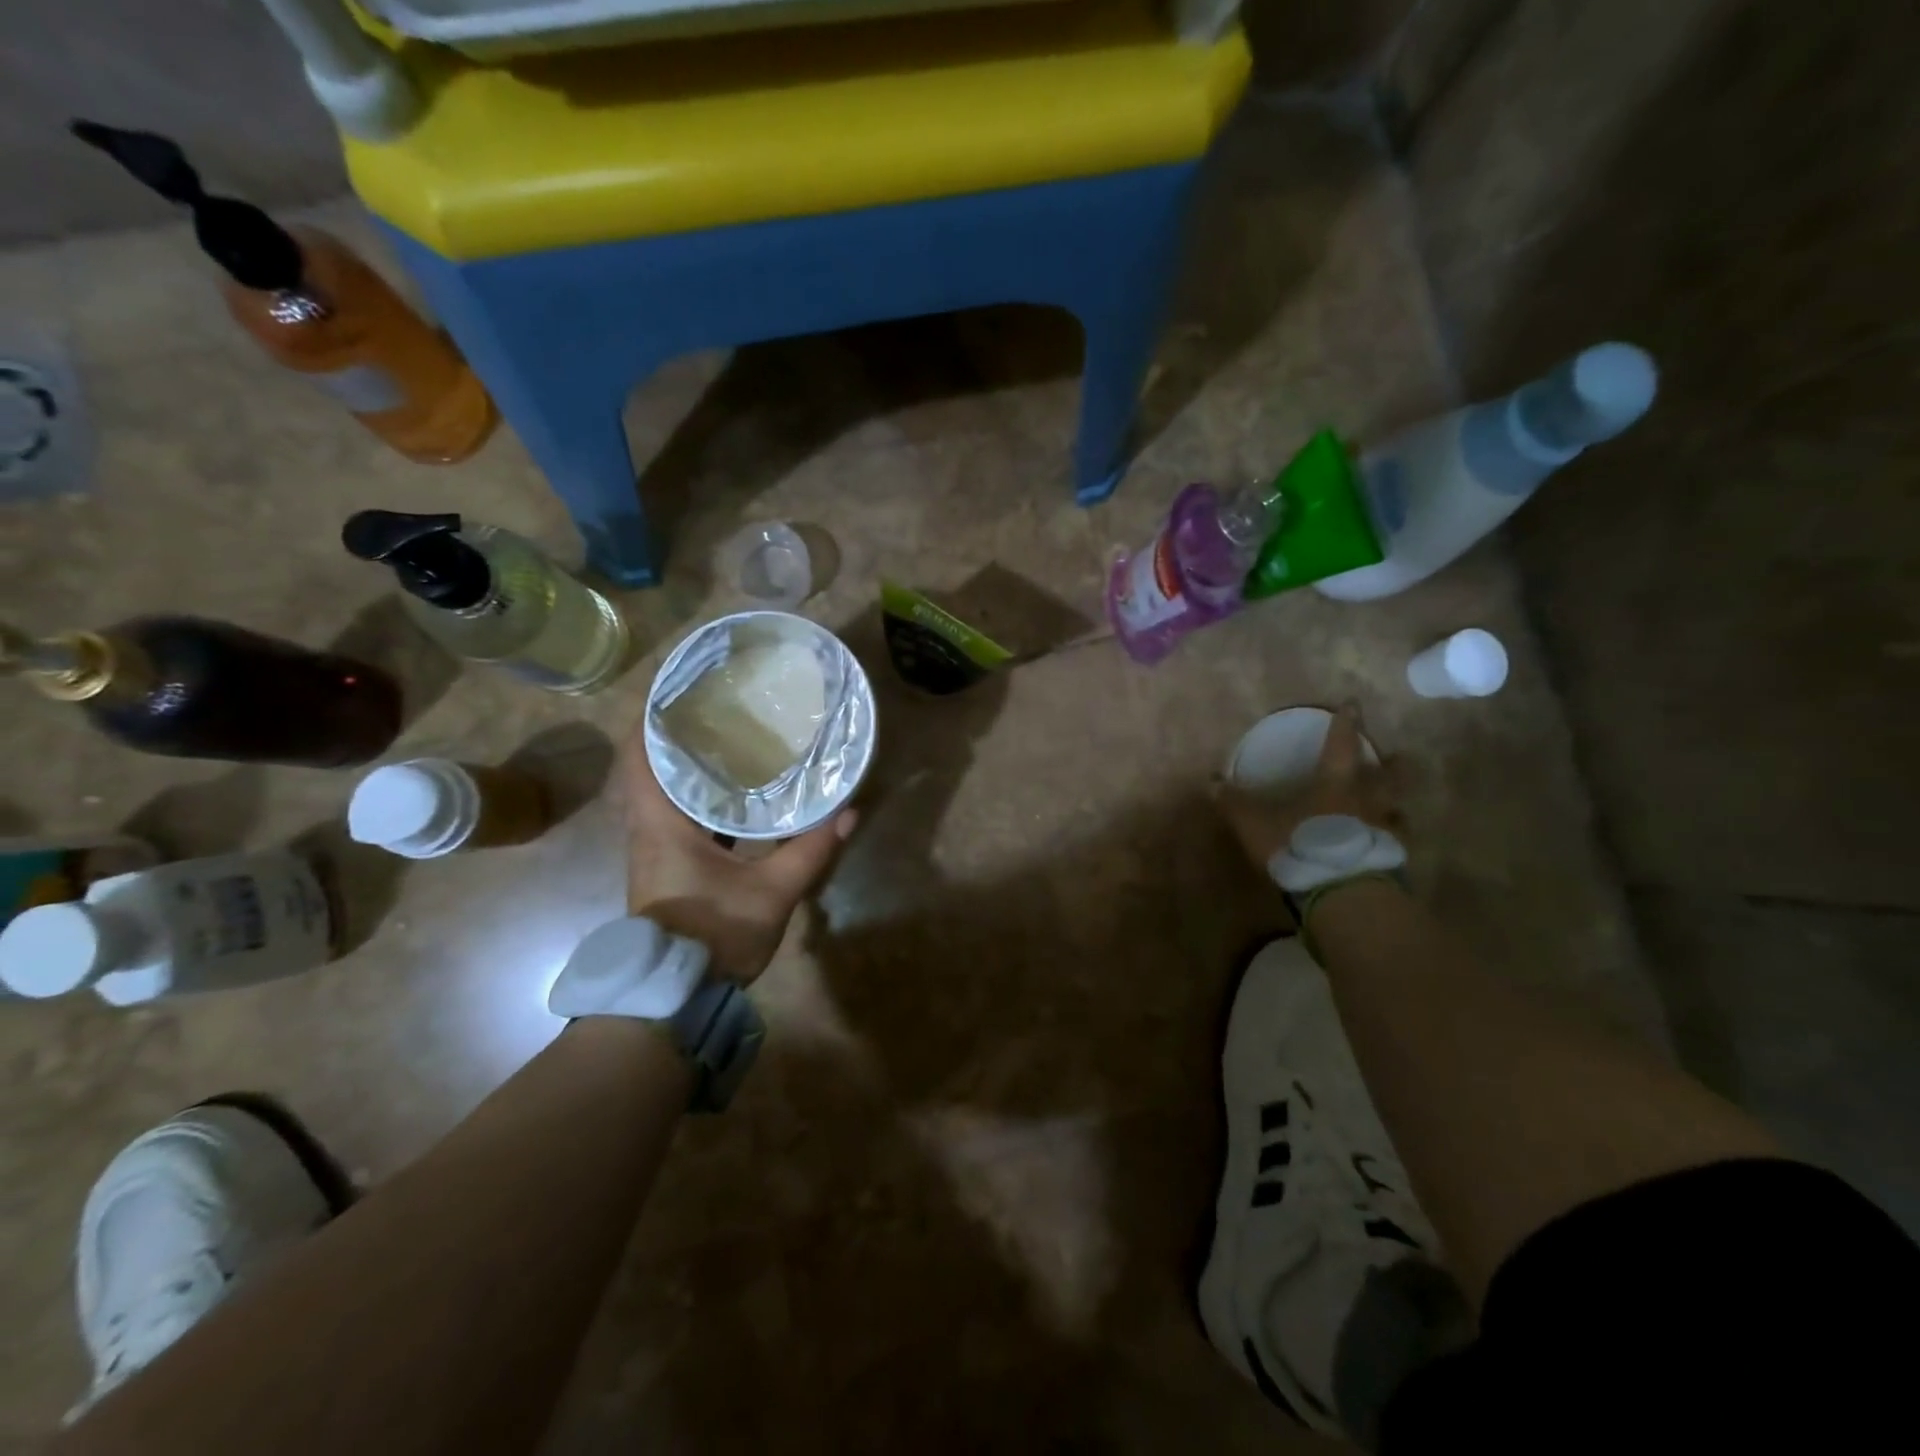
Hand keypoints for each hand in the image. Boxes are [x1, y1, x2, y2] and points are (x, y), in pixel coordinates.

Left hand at [620, 731, 855, 984]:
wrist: (674, 998)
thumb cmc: (713, 935)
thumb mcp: (772, 892)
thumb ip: (810, 850)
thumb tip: (847, 812)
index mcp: (661, 824)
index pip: (641, 756)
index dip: (653, 717)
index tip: (681, 689)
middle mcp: (648, 829)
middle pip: (651, 768)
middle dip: (678, 735)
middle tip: (718, 707)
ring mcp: (654, 850)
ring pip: (664, 793)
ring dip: (688, 766)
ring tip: (730, 739)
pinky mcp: (666, 867)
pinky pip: (676, 816)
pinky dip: (698, 796)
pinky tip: (734, 793)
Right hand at [1215, 703, 1403, 871]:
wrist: (1340, 890)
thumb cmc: (1297, 844)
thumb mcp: (1254, 823)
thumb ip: (1235, 803)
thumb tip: (1212, 781)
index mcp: (1334, 783)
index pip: (1340, 744)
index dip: (1345, 724)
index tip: (1353, 705)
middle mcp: (1365, 800)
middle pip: (1387, 775)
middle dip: (1392, 763)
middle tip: (1399, 755)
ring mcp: (1384, 830)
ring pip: (1397, 809)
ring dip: (1395, 803)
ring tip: (1394, 805)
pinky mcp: (1392, 859)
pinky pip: (1396, 842)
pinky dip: (1393, 838)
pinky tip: (1386, 844)